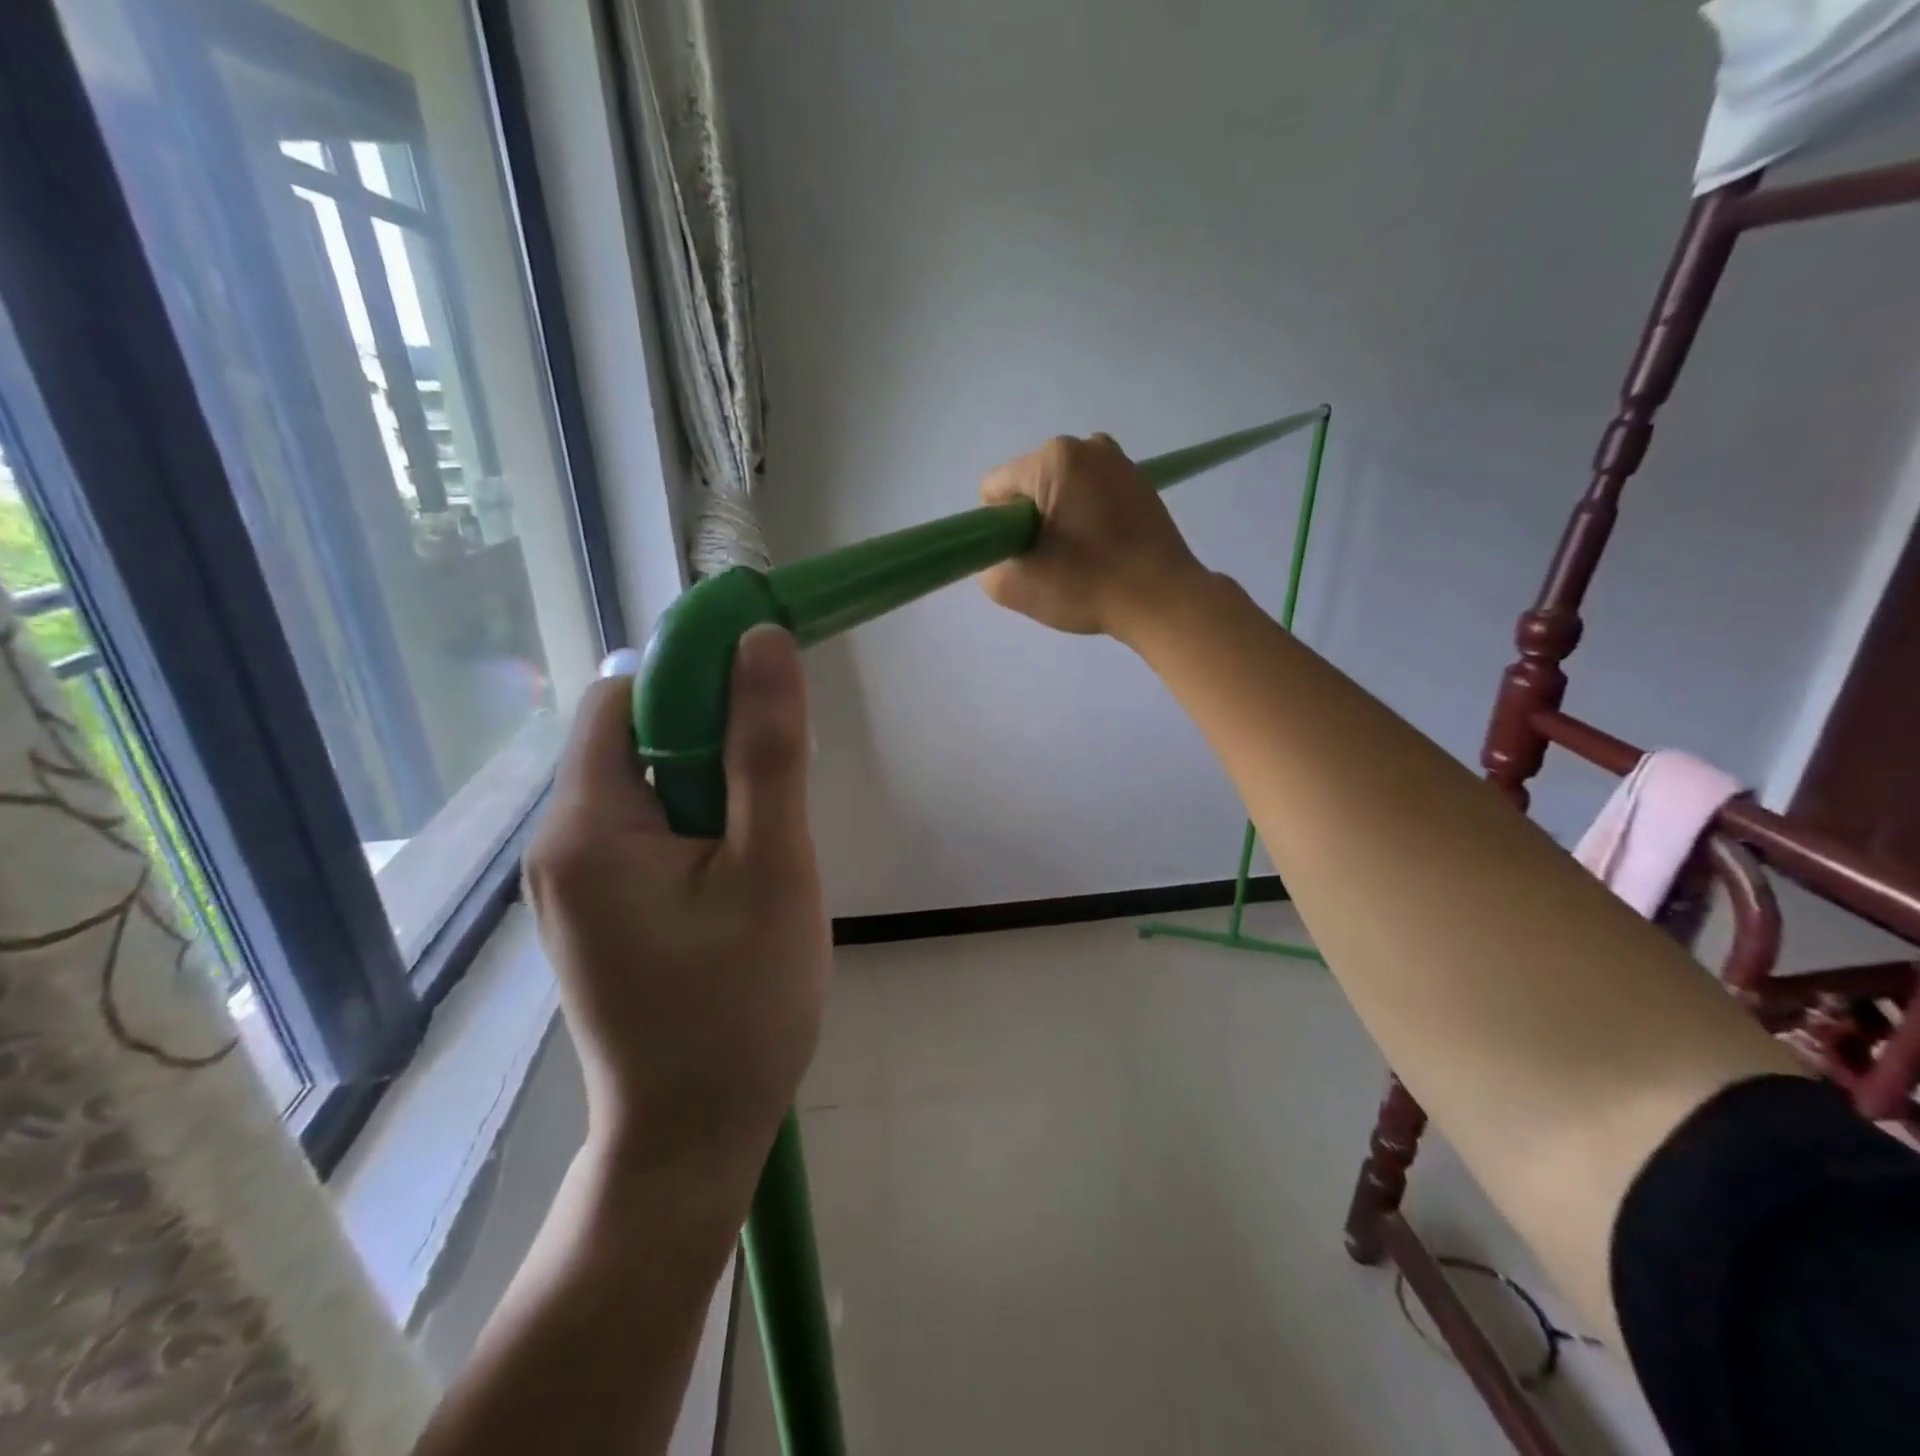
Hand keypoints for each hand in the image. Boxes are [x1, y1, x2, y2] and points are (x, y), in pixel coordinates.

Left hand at [524, 626, 830, 1196]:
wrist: (693, 1139)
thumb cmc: (740, 1006)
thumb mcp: (773, 867)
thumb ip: (768, 750)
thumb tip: (762, 642)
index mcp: (586, 826)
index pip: (626, 700)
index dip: (696, 684)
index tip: (765, 711)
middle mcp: (558, 847)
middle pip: (636, 743)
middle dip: (715, 749)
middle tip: (778, 809)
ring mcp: (571, 886)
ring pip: (649, 791)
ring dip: (714, 796)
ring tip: (764, 859)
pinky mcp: (595, 915)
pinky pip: (646, 837)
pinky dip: (697, 834)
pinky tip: (737, 887)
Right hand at [977, 433, 1208, 640]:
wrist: (1163, 600)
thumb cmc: (1087, 587)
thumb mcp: (1014, 587)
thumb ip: (987, 564)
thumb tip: (1002, 554)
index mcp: (1053, 459)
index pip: (995, 490)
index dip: (998, 529)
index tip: (1023, 558)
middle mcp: (1087, 446)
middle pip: (1029, 487)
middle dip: (1031, 522)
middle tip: (1052, 563)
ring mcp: (1119, 461)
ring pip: (1061, 492)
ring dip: (1059, 521)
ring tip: (1080, 559)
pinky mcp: (1141, 483)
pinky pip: (1092, 496)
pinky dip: (1088, 519)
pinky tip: (1103, 551)